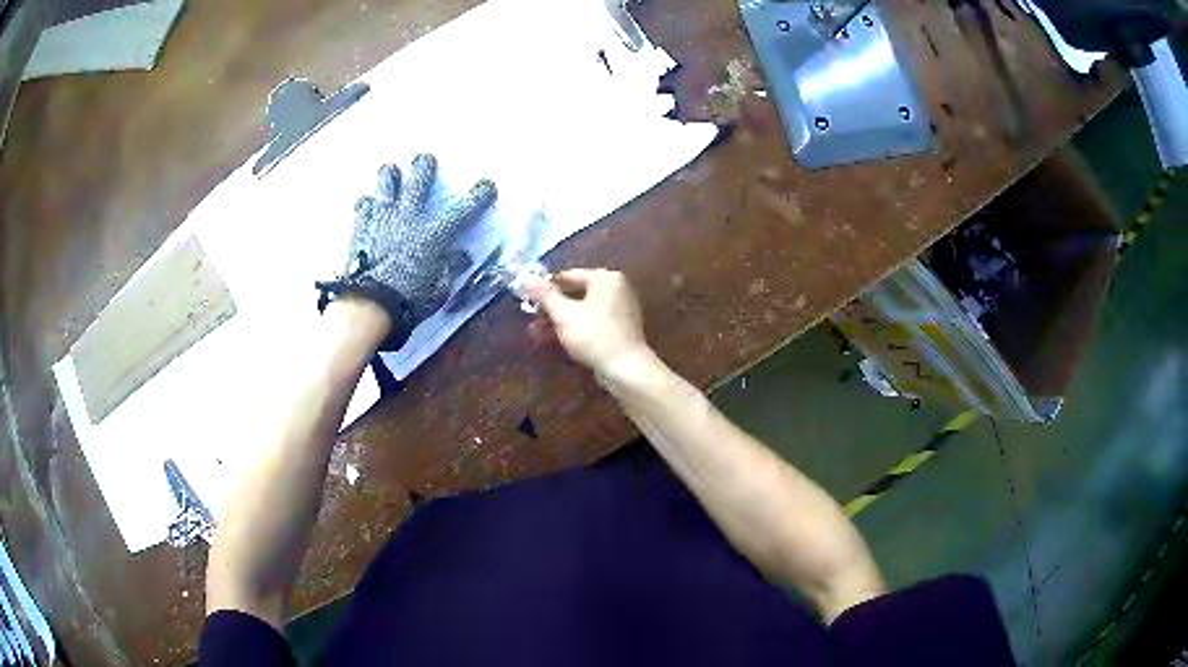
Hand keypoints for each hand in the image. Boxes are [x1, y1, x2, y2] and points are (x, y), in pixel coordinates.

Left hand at [317, 154, 496, 349]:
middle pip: (419, 182)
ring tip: (390, 168)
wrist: (369, 304)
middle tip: (425, 158)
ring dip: (390, 175)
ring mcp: (383, 219)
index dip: (478, 195)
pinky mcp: (362, 227)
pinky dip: (367, 203)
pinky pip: (364, 206)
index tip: (487, 185)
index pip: (463, 209)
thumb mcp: (439, 289)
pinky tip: (367, 202)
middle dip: (425, 167)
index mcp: (434, 234)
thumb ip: (450, 268)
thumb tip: (461, 255)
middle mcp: (410, 218)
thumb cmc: (409, 300)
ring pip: (387, 184)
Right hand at [523, 269, 653, 380]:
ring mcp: (620, 309)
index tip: (527, 298)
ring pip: (582, 310)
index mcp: (606, 278)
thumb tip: (524, 276)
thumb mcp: (564, 313)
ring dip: (559, 321)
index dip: (545, 287)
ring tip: (536, 334)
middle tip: (530, 319)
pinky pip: (592, 322)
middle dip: (551, 308)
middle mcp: (616, 289)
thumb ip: (544, 294)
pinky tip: (556, 341)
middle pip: (576, 293)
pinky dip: (575, 328)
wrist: (626, 369)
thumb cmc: (594, 335)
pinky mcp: (620, 329)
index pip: (569, 275)